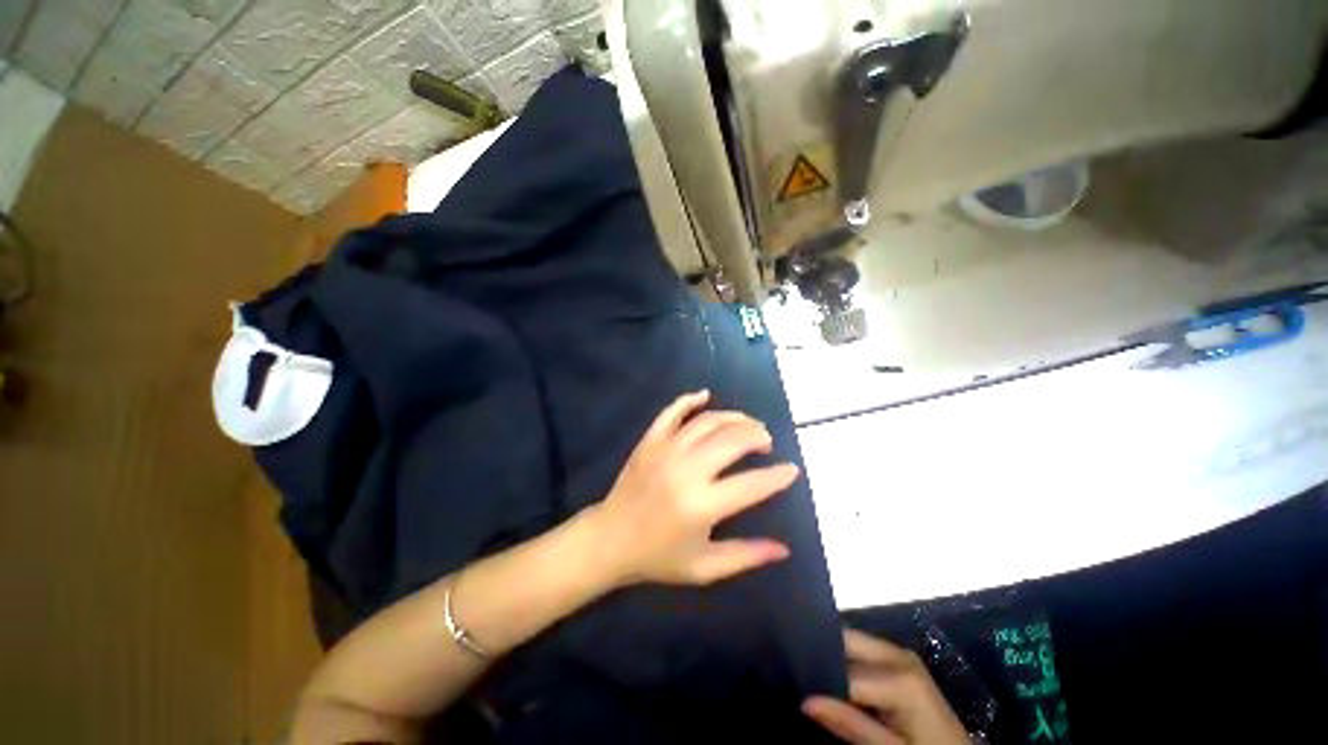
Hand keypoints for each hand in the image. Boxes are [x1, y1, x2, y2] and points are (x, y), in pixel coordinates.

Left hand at [587, 390, 798, 586]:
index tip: (792, 469)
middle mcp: (686, 470)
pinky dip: (689, 399)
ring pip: (708, 421)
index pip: (752, 484)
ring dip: (734, 418)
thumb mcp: (704, 568)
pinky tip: (705, 395)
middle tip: (767, 443)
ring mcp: (665, 450)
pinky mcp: (649, 441)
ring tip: (748, 425)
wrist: (609, 540)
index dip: (778, 476)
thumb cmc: (657, 557)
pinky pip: (671, 412)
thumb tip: (784, 549)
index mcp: (702, 505)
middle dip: (758, 436)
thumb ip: (745, 556)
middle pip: (733, 440)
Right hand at [803, 630, 968, 744]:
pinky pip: (863, 652)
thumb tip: (806, 701)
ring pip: (852, 643)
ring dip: (833, 659)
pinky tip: (834, 679)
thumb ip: (851, 726)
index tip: (796, 687)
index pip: (844, 670)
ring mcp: (900, 655)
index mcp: (900, 678)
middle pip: (846, 641)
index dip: (819, 680)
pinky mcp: (900, 661)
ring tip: (810, 676)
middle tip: (798, 675)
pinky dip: (846, 663)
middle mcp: (898, 655)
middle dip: (822, 656)